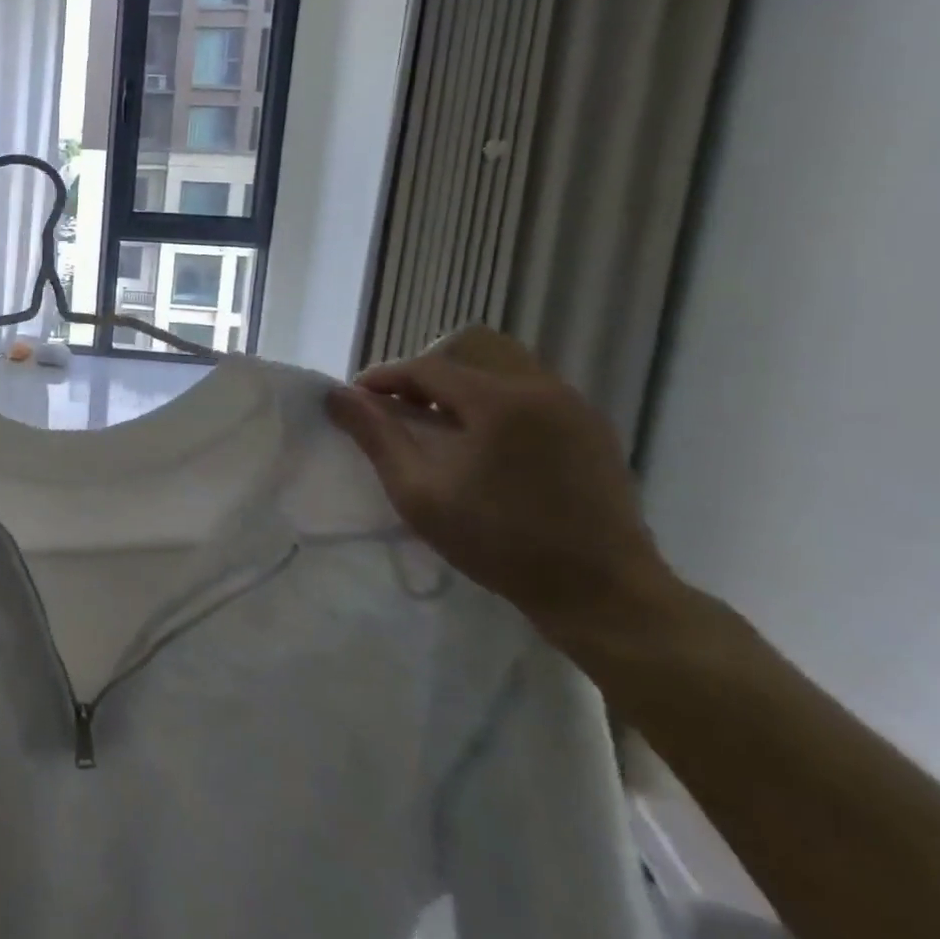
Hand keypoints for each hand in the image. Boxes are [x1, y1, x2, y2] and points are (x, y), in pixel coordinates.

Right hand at [325, 327, 677, 637]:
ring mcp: (573, 405)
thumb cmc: (500, 543)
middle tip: (407, 405)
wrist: (602, 592)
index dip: (384, 377)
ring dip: (465, 379)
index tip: (356, 399)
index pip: (427, 366)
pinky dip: (497, 396)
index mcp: (498, 401)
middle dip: (429, 366)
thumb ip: (376, 436)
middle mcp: (540, 388)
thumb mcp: (419, 493)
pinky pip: (533, 387)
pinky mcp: (592, 427)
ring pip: (506, 361)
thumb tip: (337, 395)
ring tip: (443, 422)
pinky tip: (486, 440)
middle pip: (473, 345)